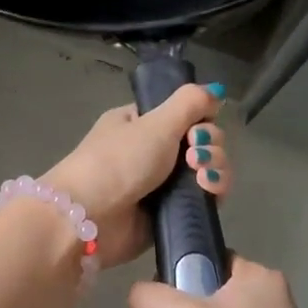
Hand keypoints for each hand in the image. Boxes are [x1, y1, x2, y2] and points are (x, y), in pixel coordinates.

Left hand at [42, 84, 231, 267]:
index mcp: (140, 123)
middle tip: (194, 156)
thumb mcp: (155, 122)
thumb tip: (217, 89)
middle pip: (201, 141)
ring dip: (215, 168)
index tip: (196, 129)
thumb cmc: (118, 162)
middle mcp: (151, 151)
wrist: (91, 218)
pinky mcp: (169, 213)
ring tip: (202, 177)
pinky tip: (209, 191)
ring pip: (206, 170)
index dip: (201, 119)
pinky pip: (202, 199)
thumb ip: (190, 103)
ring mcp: (161, 184)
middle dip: (209, 145)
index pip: (185, 114)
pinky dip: (212, 193)